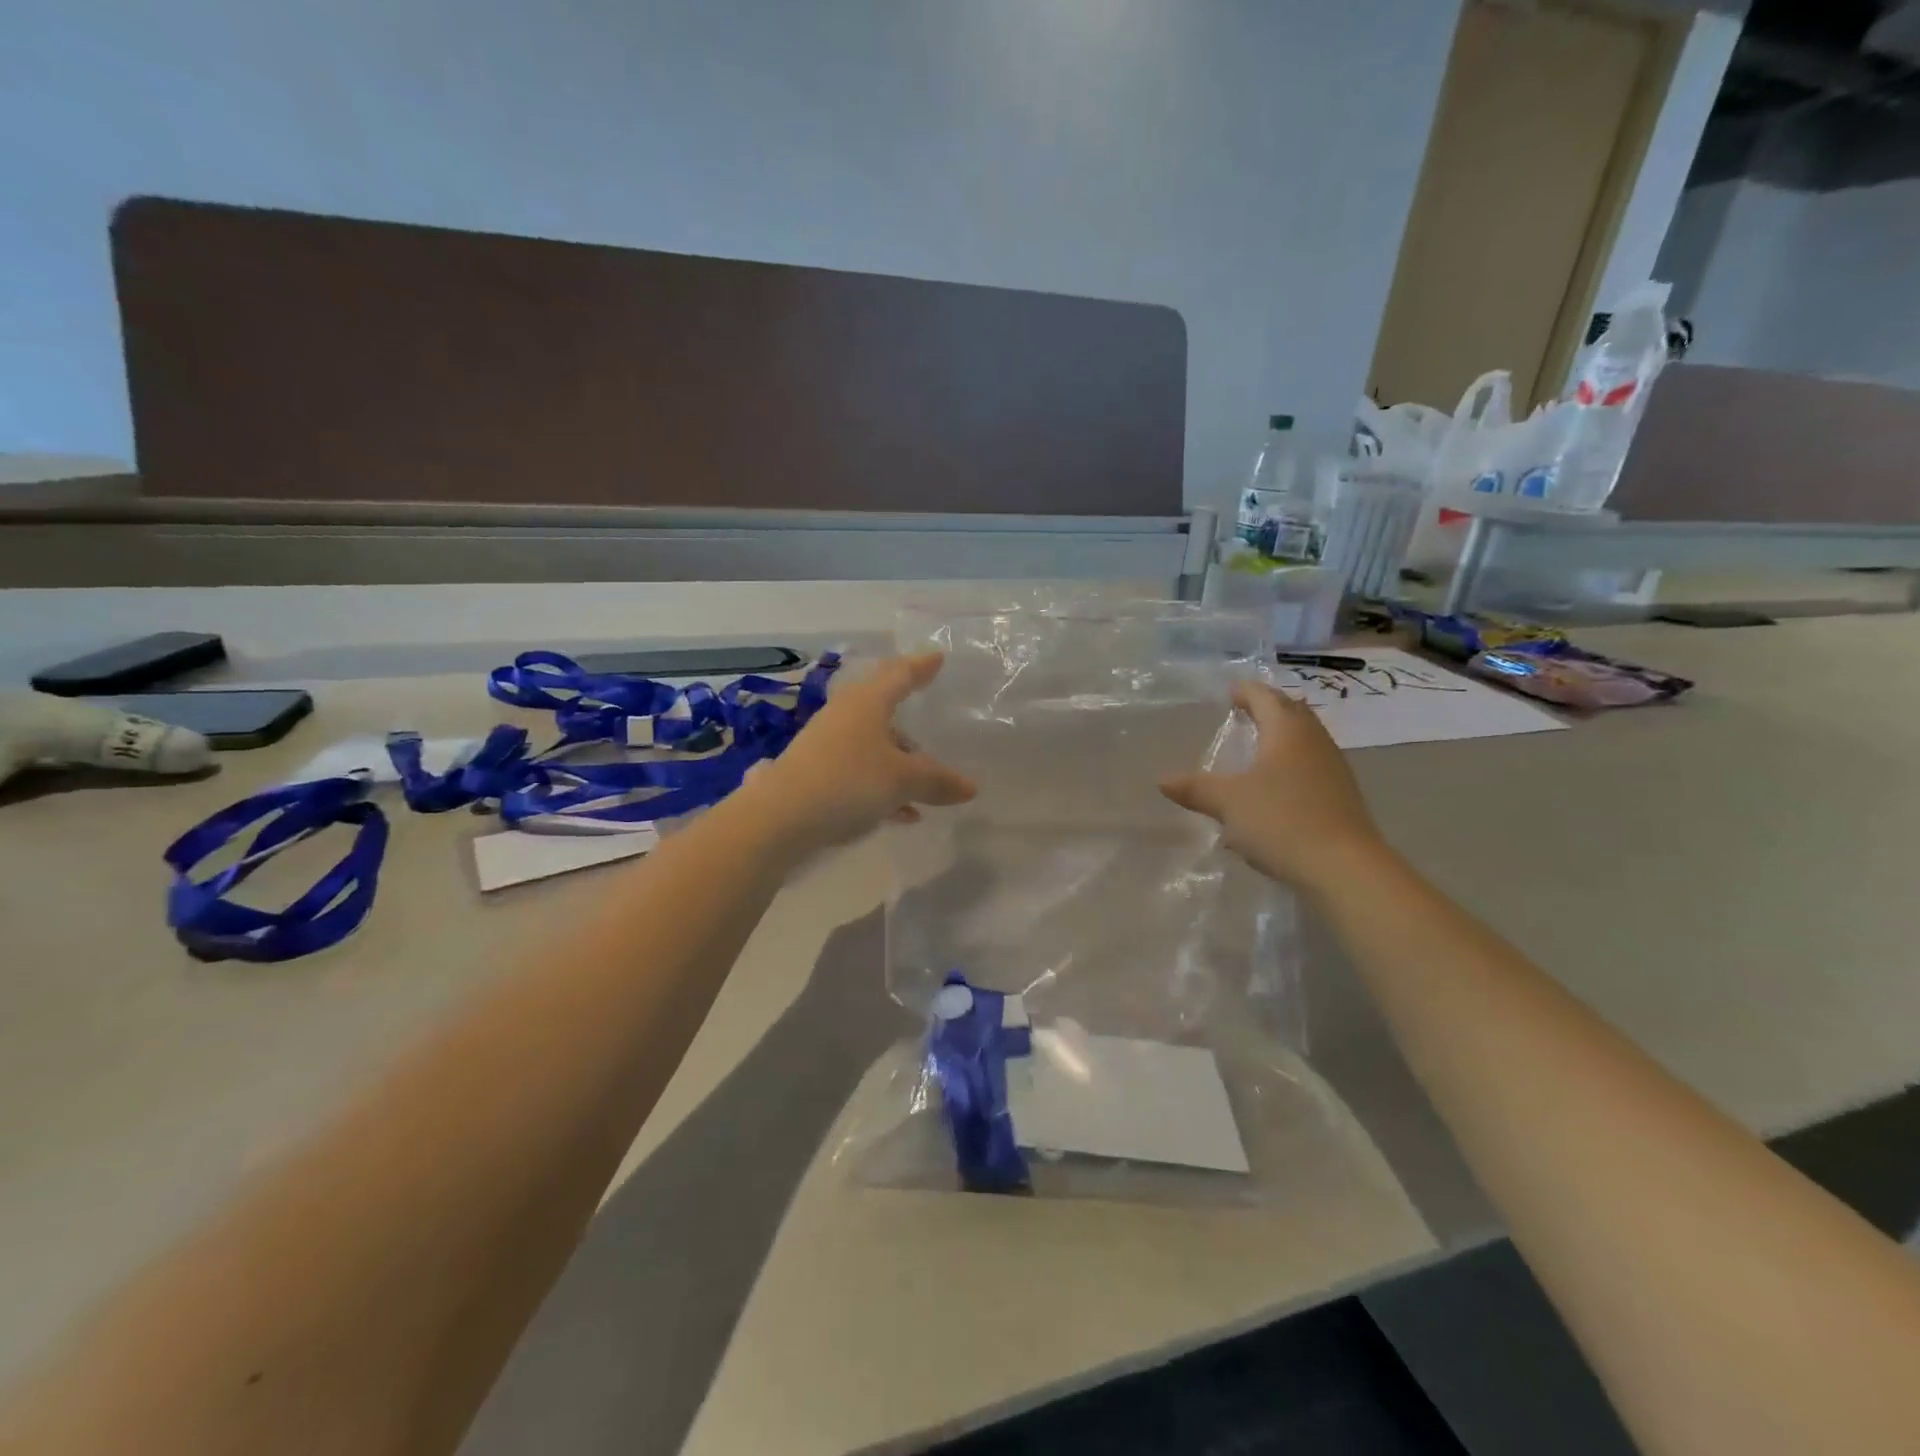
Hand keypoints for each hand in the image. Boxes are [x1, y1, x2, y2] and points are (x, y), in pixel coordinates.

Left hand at [743, 653, 975, 854]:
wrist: (779, 819)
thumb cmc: (848, 782)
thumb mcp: (902, 781)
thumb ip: (938, 781)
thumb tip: (970, 788)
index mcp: (867, 703)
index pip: (900, 674)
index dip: (921, 666)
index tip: (938, 658)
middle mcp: (845, 717)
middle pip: (884, 711)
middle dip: (910, 726)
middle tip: (934, 732)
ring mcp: (827, 746)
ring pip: (873, 746)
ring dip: (899, 763)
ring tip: (926, 787)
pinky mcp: (816, 775)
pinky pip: (860, 774)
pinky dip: (884, 787)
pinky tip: (903, 814)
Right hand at [1160, 679, 1389, 894]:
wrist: (1343, 868)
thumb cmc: (1281, 820)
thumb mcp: (1228, 803)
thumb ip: (1196, 788)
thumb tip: (1163, 781)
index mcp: (1287, 731)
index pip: (1265, 697)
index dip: (1246, 691)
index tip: (1230, 691)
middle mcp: (1314, 741)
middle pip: (1291, 713)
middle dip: (1268, 708)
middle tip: (1244, 711)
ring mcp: (1332, 769)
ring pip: (1304, 740)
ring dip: (1281, 737)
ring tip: (1257, 746)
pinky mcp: (1340, 796)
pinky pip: (1310, 766)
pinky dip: (1290, 764)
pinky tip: (1275, 786)